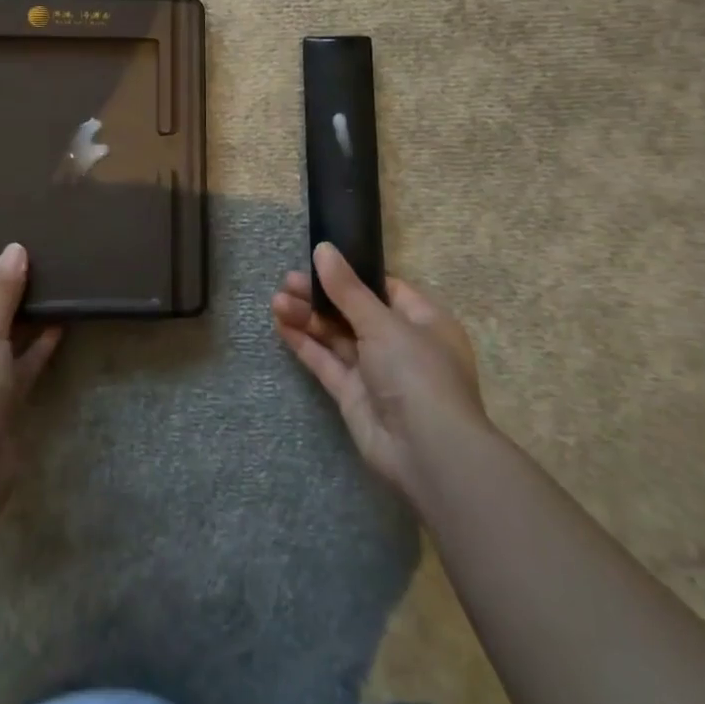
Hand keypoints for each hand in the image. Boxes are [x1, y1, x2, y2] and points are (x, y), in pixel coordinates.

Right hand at [272, 242, 490, 506]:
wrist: (428, 453)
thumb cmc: (417, 372)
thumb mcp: (383, 323)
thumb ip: (347, 289)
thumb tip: (323, 249)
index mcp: (423, 321)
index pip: (385, 288)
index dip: (352, 274)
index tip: (319, 261)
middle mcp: (400, 344)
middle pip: (354, 311)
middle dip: (321, 296)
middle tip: (287, 281)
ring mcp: (376, 371)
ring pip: (336, 336)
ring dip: (308, 317)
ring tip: (276, 300)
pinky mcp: (353, 395)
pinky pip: (326, 362)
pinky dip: (305, 343)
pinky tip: (281, 324)